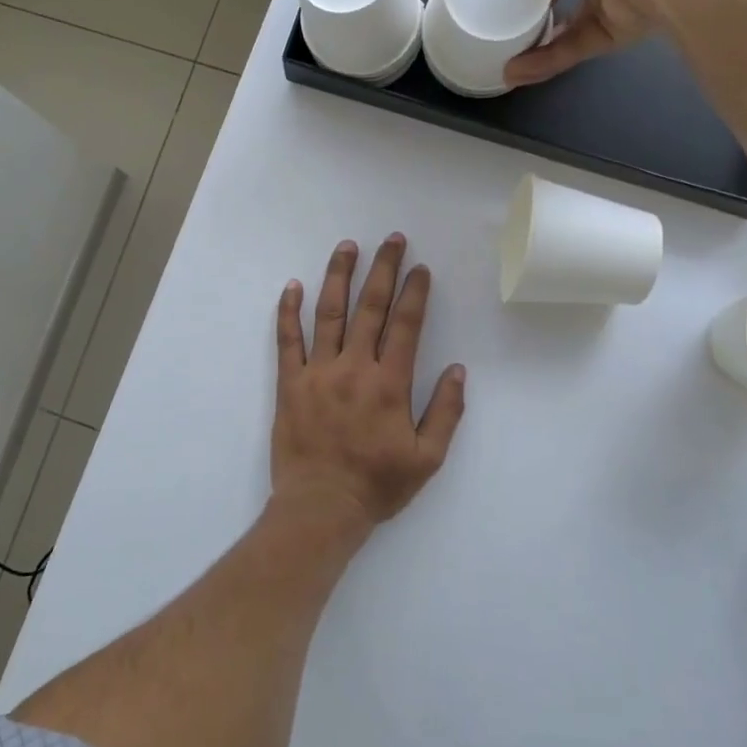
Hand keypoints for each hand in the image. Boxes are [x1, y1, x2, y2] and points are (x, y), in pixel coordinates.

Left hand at [272, 235, 466, 534]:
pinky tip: (292, 286)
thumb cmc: (377, 485)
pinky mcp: (290, 383)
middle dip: (384, 269)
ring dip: (339, 276)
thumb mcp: (427, 458)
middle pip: (370, 308)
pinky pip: (288, 340)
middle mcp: (354, 368)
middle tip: (392, 240)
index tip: (420, 268)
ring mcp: (318, 372)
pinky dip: (289, 311)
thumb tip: (458, 370)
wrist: (320, 506)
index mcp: (390, 384)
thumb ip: (446, 412)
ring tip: (347, 246)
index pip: (406, 326)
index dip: (415, 293)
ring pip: (329, 313)